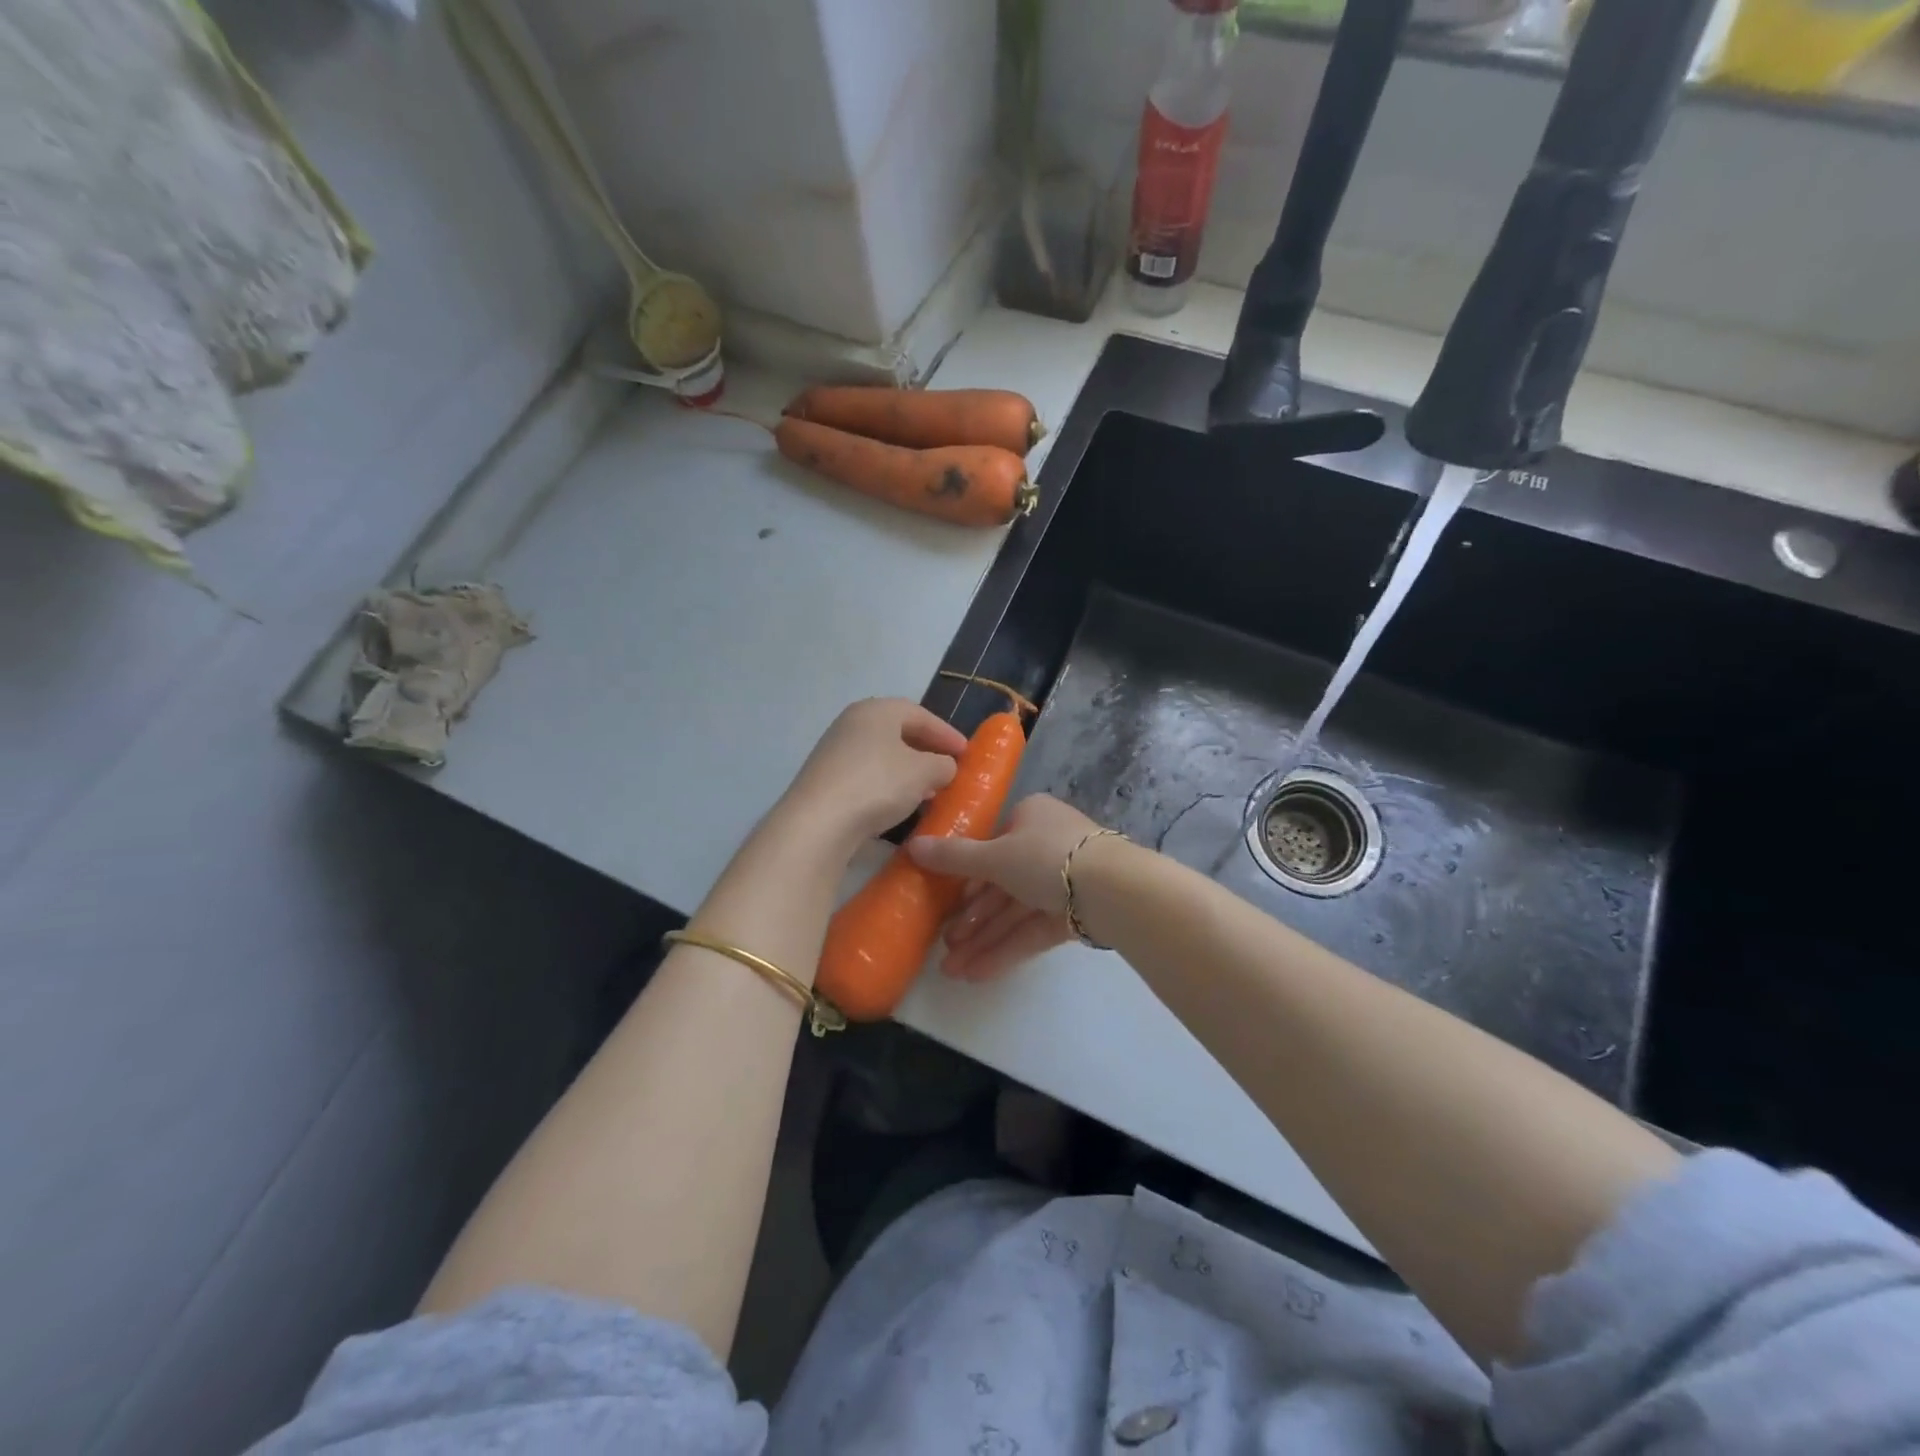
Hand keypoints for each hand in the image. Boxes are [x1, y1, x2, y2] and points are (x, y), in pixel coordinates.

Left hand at [774, 699, 968, 855]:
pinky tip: (900, 805)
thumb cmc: (877, 784)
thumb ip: (943, 764)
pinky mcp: (825, 780)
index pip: (919, 714)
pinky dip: (888, 785)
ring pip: (882, 755)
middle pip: (898, 732)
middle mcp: (851, 723)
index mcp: (876, 710)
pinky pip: (867, 775)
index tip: (966, 753)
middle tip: (948, 770)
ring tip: (929, 791)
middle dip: (926, 751)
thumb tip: (944, 766)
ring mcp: (834, 752)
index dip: (946, 733)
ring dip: (908, 771)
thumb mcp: (923, 772)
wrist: (818, 823)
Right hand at [907, 794, 1110, 980]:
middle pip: (1000, 886)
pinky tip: (979, 973)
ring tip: (953, 971)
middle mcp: (1046, 847)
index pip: (991, 847)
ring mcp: (1062, 883)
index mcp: (1030, 818)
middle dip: (971, 920)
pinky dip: (1007, 949)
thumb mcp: (994, 856)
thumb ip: (953, 858)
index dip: (965, 879)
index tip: (943, 905)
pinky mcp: (1073, 914)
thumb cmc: (1046, 857)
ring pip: (1014, 912)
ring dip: (984, 940)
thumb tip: (910, 846)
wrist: (1112, 889)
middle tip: (944, 948)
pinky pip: (1032, 930)